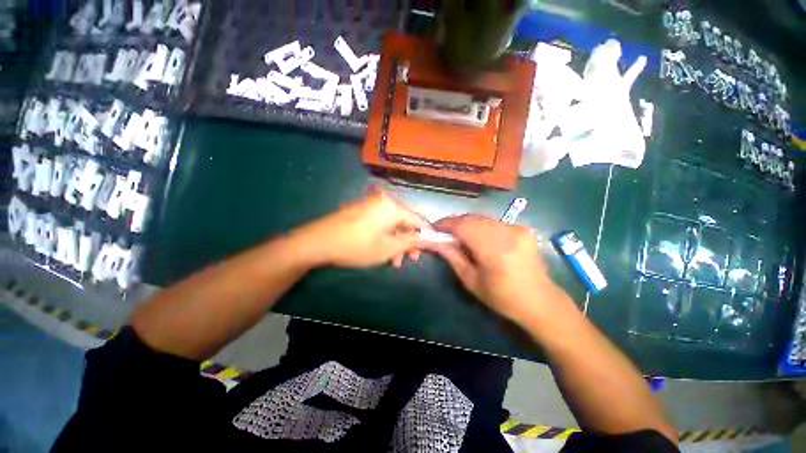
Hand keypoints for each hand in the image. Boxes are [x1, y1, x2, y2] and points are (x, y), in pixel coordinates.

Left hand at [291, 187, 428, 268]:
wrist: (317, 242)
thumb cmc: (356, 246)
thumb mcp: (388, 248)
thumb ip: (412, 242)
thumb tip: (431, 238)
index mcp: (392, 206)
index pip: (419, 219)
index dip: (427, 234)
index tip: (434, 246)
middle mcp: (384, 201)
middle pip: (405, 222)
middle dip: (409, 242)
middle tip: (412, 259)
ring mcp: (371, 205)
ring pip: (393, 225)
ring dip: (397, 242)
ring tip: (395, 261)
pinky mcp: (363, 210)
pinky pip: (381, 223)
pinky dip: (386, 236)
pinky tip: (383, 251)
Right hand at [422, 214, 567, 321]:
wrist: (540, 301)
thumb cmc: (502, 298)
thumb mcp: (471, 281)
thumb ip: (453, 257)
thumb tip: (435, 242)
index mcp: (494, 251)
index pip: (463, 226)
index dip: (446, 224)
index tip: (433, 227)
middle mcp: (507, 234)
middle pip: (472, 218)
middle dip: (454, 223)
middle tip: (443, 232)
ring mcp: (517, 229)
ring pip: (482, 218)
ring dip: (467, 223)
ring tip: (458, 234)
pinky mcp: (523, 228)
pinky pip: (494, 222)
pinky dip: (481, 226)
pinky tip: (478, 237)